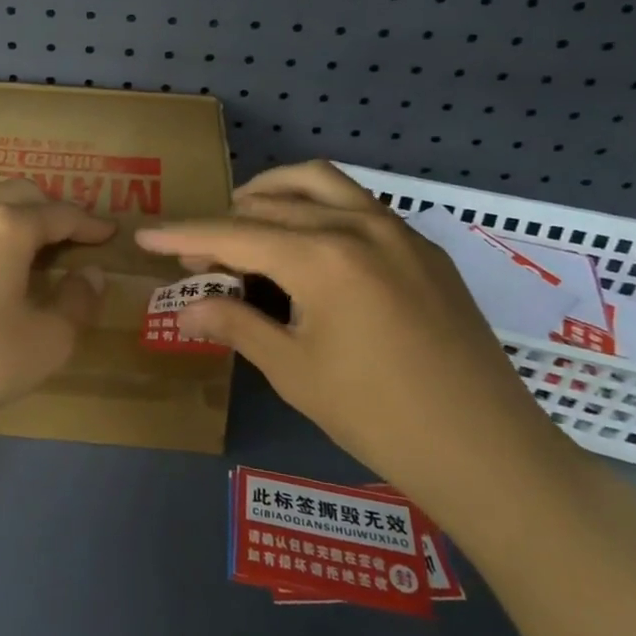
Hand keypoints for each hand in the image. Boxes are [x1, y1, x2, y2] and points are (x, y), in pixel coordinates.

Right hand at [135, 161, 590, 541]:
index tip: (146, 237)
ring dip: (273, 193)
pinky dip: (317, 207)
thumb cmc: (379, 417)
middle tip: (196, 258)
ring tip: (245, 220)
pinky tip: (308, 244)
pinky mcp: (424, 249)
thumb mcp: (294, 371)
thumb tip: (186, 305)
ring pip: (320, 184)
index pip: (234, 234)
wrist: (489, 452)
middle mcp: (358, 226)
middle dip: (224, 224)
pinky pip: (357, 205)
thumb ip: (236, 324)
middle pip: (271, 206)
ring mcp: (398, 231)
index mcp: (322, 257)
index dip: (184, 236)